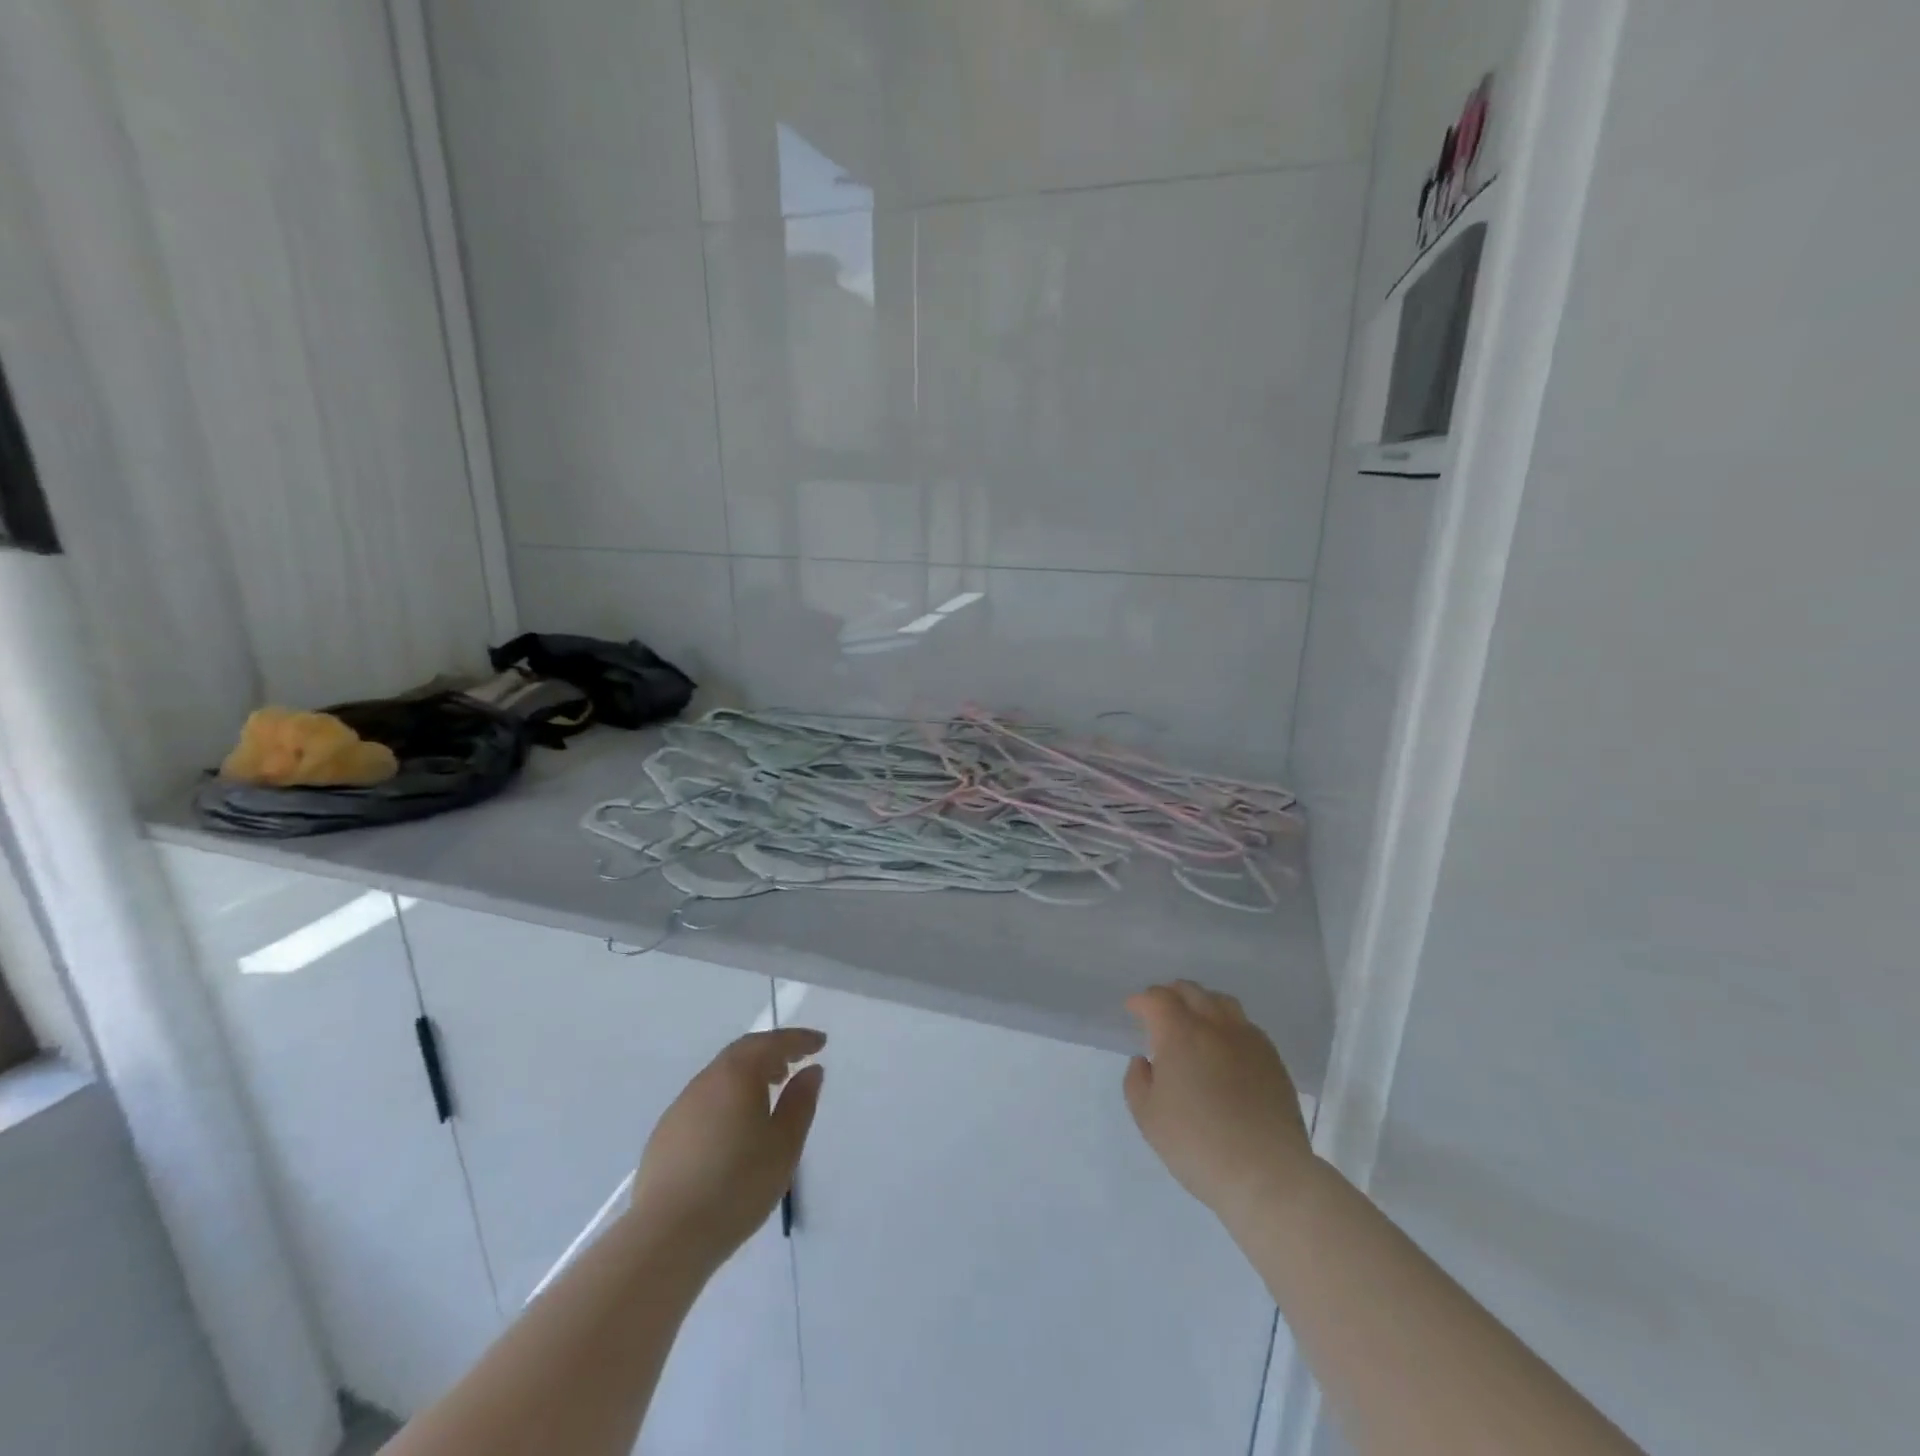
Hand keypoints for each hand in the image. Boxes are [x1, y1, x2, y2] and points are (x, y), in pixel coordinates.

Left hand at [628, 1028, 825, 1265]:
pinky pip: (704, 1100)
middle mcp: (706, 1080)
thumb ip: (800, 1102)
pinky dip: (727, 1098)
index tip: (820, 1043)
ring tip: (769, 1092)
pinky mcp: (665, 1134)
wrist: (667, 1236)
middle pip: (743, 1052)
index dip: (799, 1040)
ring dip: (748, 1075)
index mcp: (737, 1074)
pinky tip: (734, 1127)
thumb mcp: (784, 1145)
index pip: (773, 1042)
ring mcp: (681, 1106)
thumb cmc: (737, 1185)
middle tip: (795, 1062)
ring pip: (721, 1076)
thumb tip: (811, 1071)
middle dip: (772, 1051)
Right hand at [1124, 982, 1314, 1232]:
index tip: (1133, 1009)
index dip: (1142, 1000)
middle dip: (1170, 994)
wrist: (1267, 1174)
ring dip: (1201, 1003)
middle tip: (1159, 1011)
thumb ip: (1137, 1081)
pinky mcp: (1272, 1059)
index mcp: (1180, 1033)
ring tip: (1194, 1021)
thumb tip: (1144, 1061)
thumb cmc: (1197, 1145)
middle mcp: (1215, 1026)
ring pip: (1222, 1002)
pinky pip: (1245, 1025)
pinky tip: (1224, 1046)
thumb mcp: (1148, 1118)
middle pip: (1191, 991)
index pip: (1158, 998)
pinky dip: (1227, 1023)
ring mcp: (1248, 1040)